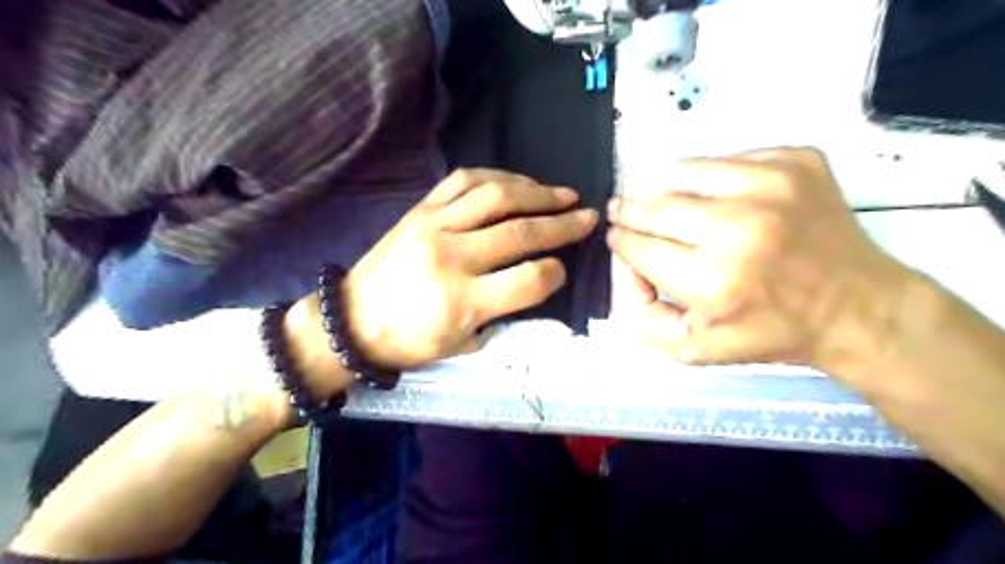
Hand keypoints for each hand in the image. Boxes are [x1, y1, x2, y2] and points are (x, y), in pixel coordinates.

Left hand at [344, 167, 593, 369]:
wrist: (352, 319)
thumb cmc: (411, 340)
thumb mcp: (464, 344)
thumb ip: (504, 311)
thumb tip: (538, 278)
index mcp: (462, 302)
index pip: (529, 280)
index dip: (556, 273)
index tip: (563, 269)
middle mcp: (451, 257)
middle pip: (520, 231)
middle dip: (563, 223)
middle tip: (588, 216)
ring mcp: (433, 225)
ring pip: (496, 196)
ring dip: (537, 191)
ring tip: (562, 194)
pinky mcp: (420, 209)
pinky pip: (464, 181)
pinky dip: (498, 176)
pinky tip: (518, 182)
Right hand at [603, 147, 915, 372]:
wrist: (858, 308)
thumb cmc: (770, 333)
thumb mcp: (695, 350)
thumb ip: (643, 319)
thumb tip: (626, 269)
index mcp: (714, 282)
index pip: (640, 247)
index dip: (622, 242)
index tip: (618, 237)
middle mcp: (740, 227)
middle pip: (655, 207)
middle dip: (630, 212)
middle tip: (622, 212)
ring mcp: (773, 186)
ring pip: (684, 172)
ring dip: (670, 191)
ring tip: (679, 209)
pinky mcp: (796, 161)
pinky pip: (728, 159)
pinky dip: (714, 179)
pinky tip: (729, 202)